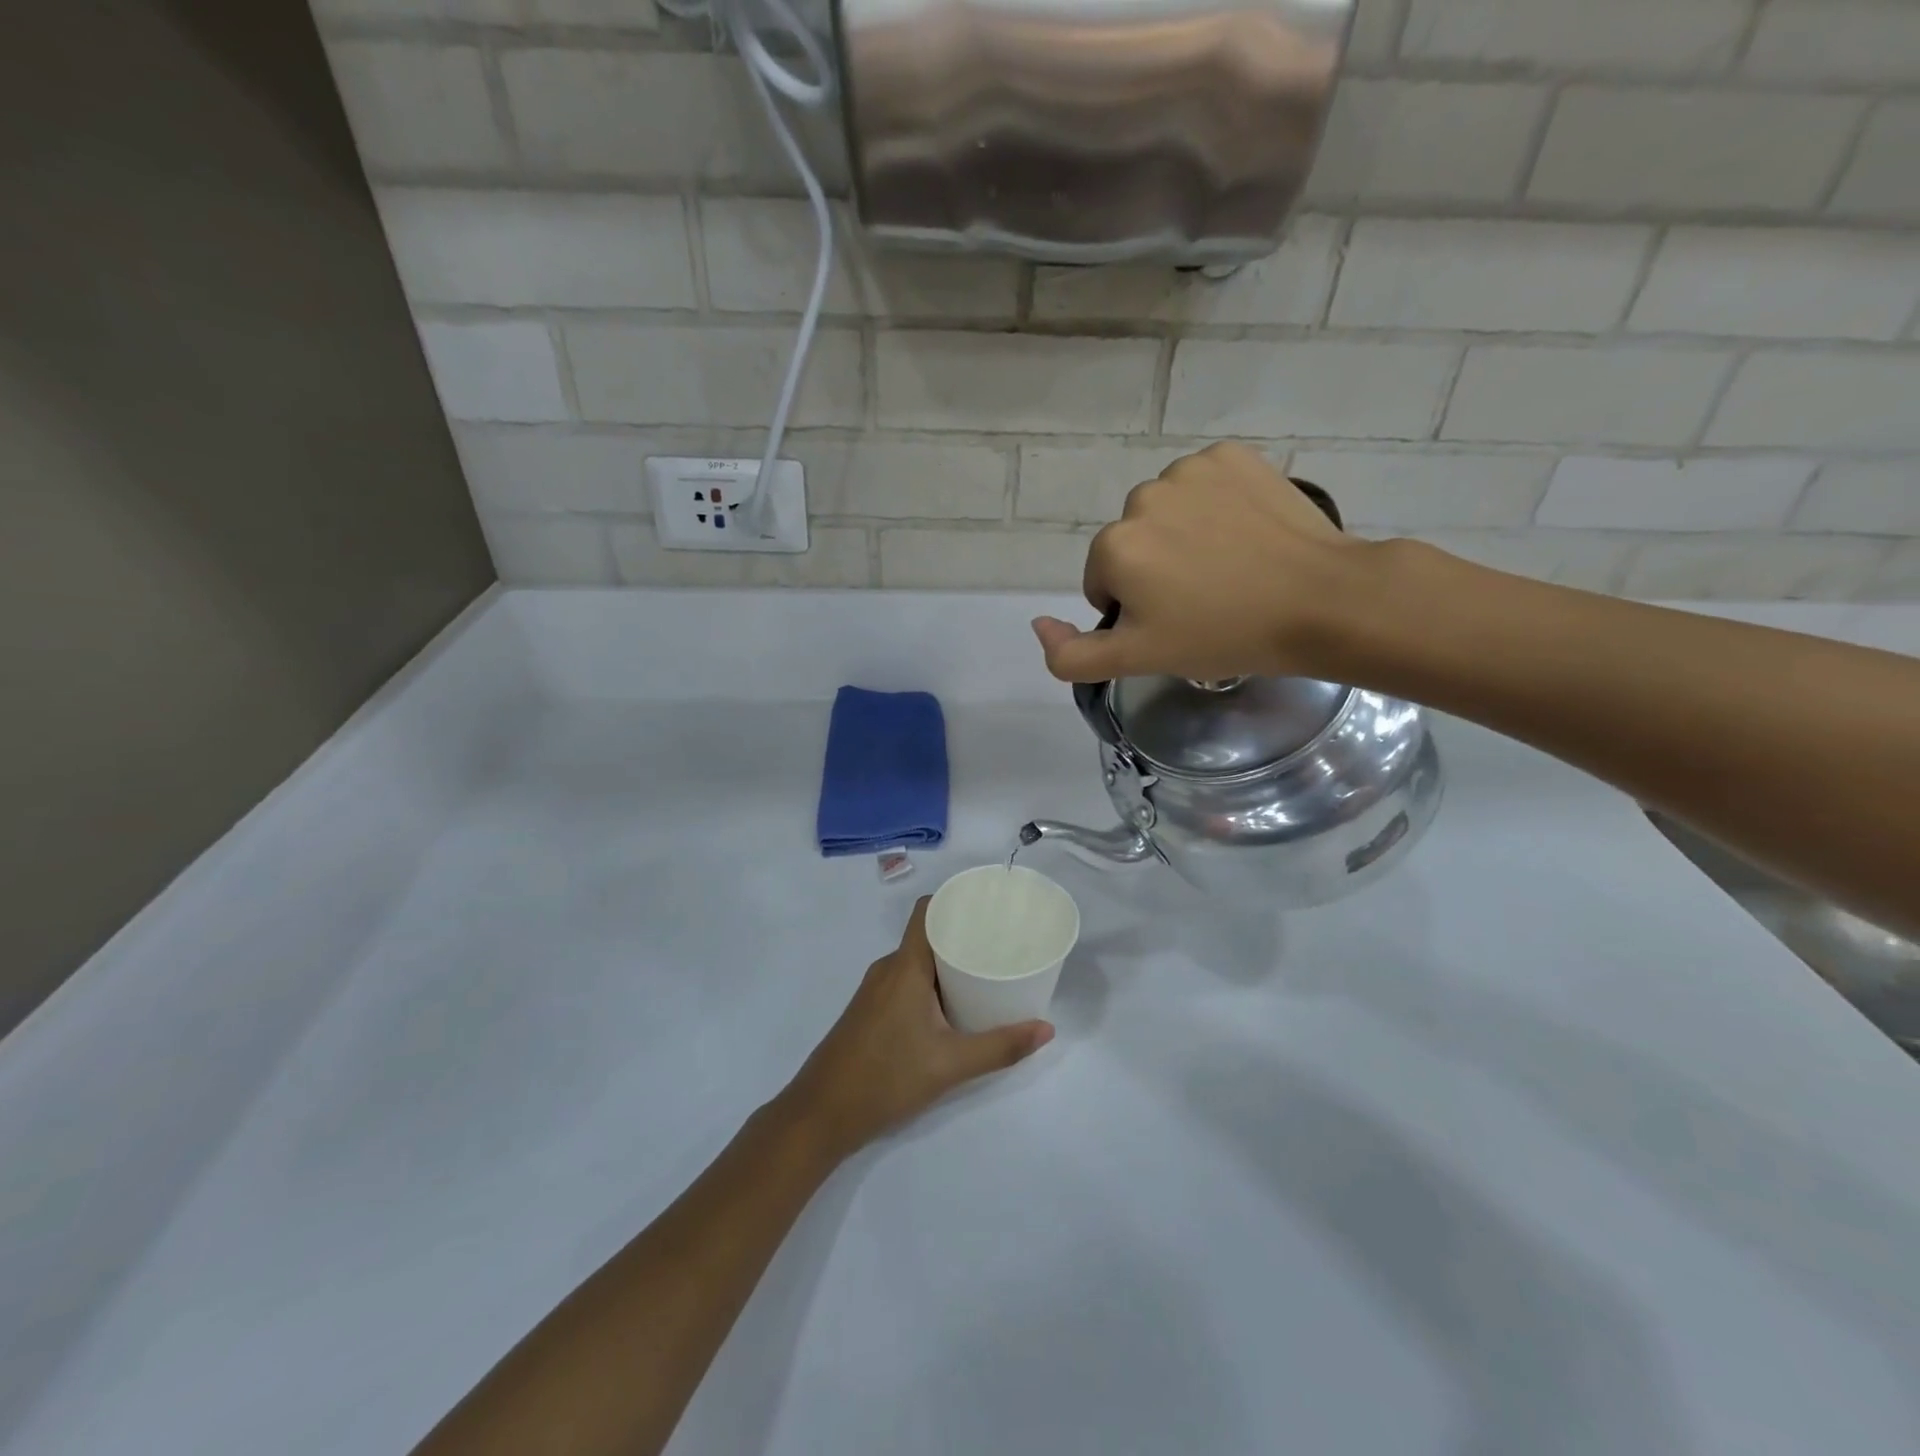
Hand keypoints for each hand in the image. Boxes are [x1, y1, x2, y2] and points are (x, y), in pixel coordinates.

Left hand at [778, 899, 1053, 1161]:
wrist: (820, 1115)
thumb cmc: (885, 1078)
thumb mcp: (950, 1064)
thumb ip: (1000, 1046)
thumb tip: (1047, 1029)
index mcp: (905, 966)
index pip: (928, 911)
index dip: (956, 900)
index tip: (991, 905)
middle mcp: (888, 968)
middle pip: (928, 935)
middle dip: (964, 935)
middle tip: (1002, 943)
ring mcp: (875, 990)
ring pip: (917, 961)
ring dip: (948, 962)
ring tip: (986, 972)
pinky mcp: (870, 1010)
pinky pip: (906, 980)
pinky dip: (932, 982)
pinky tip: (953, 1005)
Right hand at [1030, 442, 1377, 684]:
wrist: (1320, 601)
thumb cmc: (1223, 636)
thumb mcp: (1137, 661)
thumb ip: (1070, 655)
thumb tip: (1037, 624)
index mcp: (1114, 546)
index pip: (1103, 582)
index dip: (1135, 609)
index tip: (1175, 623)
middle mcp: (1141, 497)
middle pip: (1132, 543)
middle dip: (1155, 569)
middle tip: (1204, 599)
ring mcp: (1189, 470)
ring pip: (1166, 511)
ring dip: (1183, 535)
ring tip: (1228, 566)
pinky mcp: (1232, 455)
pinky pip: (1204, 484)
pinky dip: (1214, 504)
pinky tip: (1244, 533)